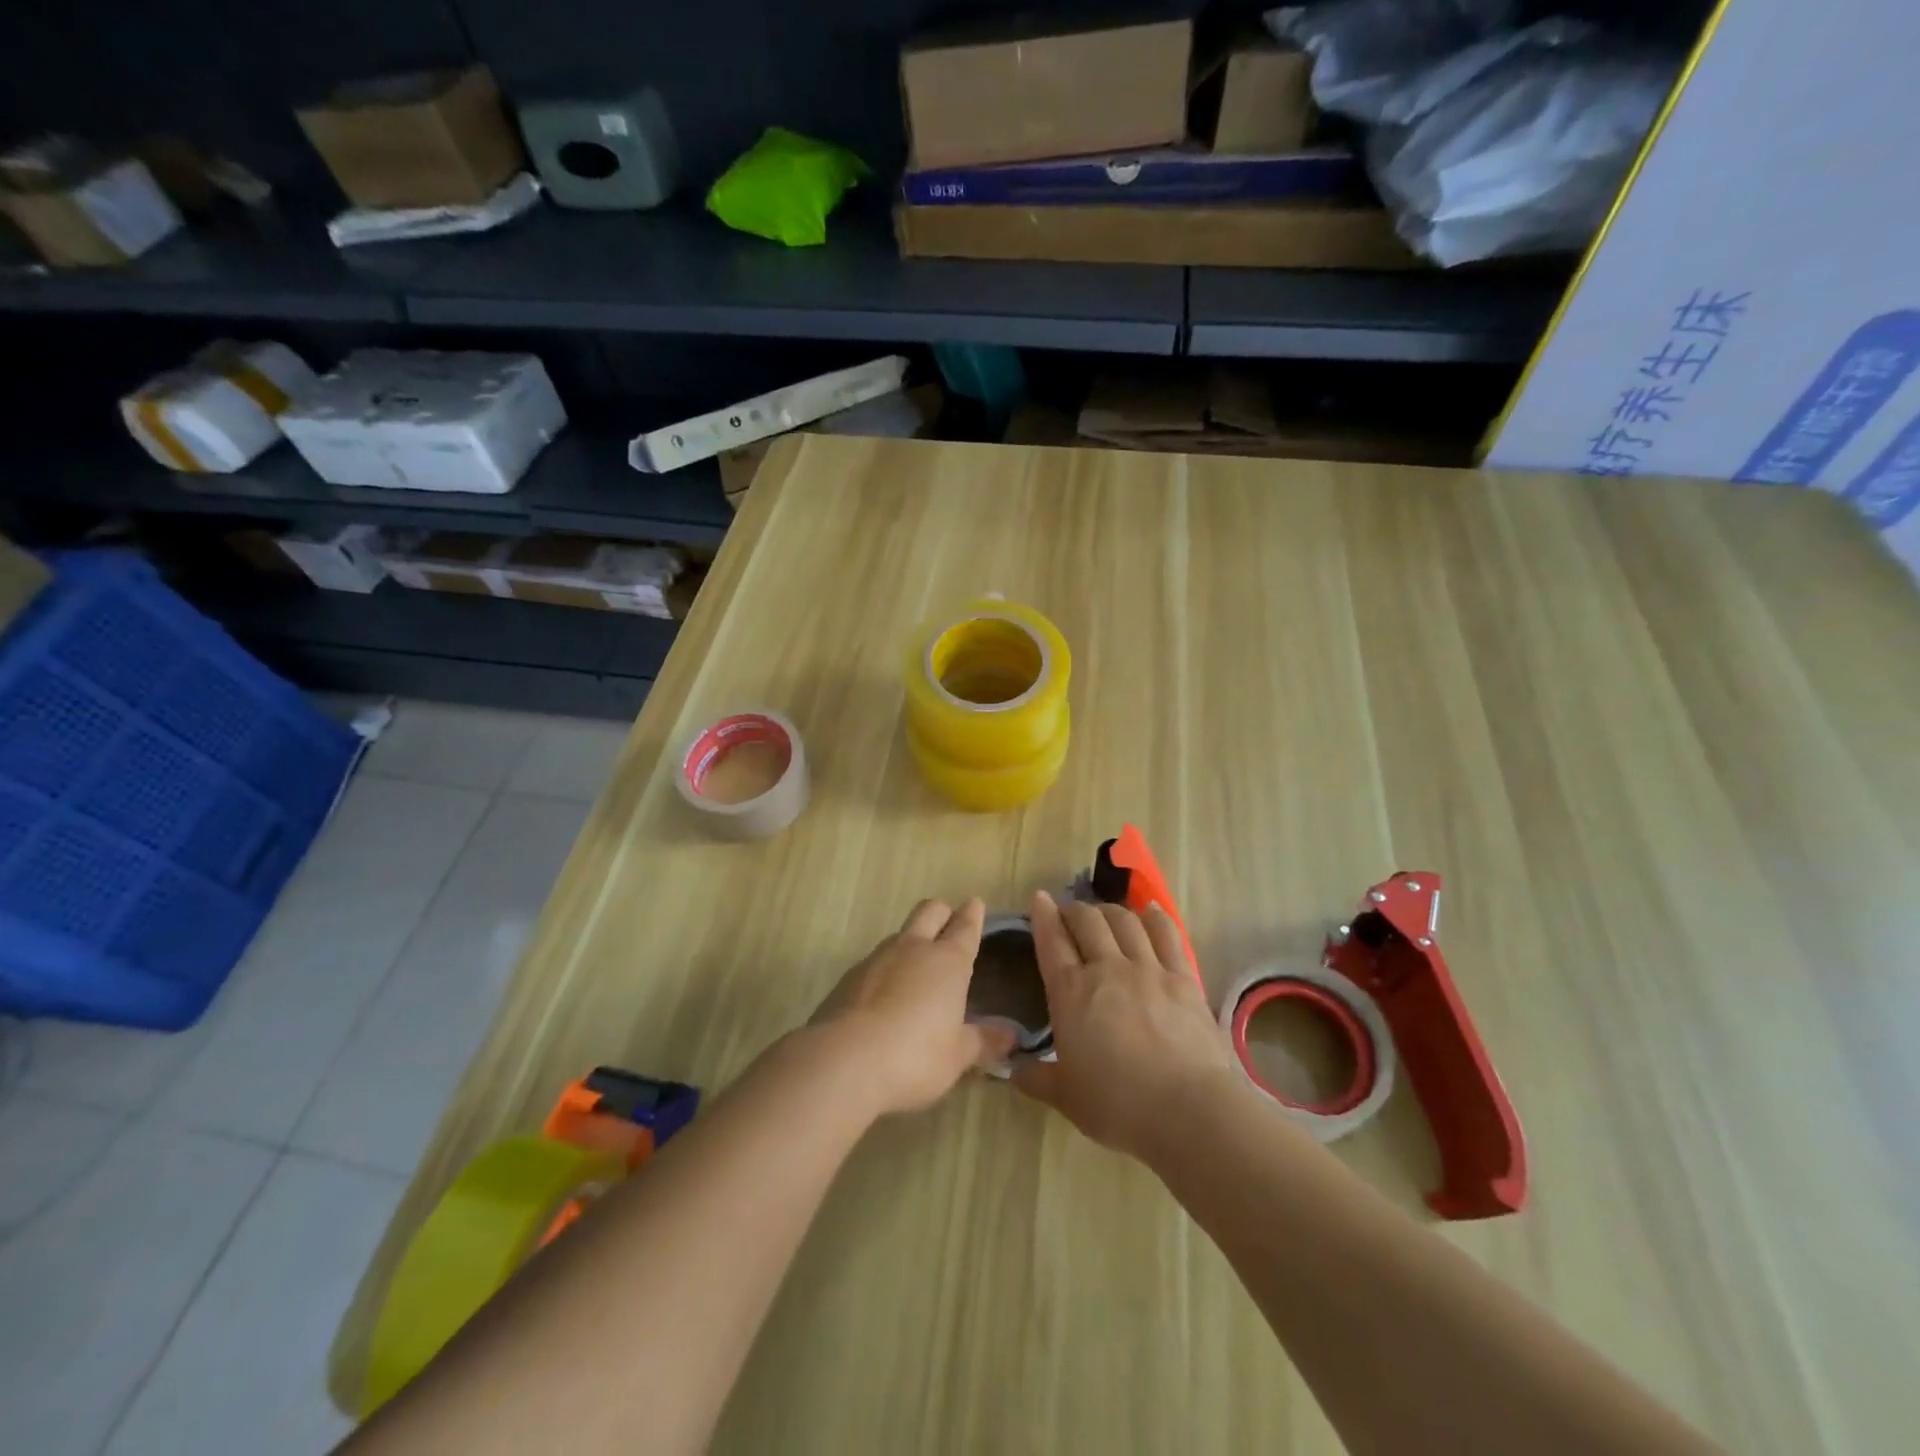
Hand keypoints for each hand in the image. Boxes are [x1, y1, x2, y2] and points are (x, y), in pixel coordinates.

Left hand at [810, 898, 1017, 1114]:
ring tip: (918, 969)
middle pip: (929, 910)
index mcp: (947, 961)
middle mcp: (913, 949)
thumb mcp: (957, 1056)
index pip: (965, 926)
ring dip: (911, 942)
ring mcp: (876, 959)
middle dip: (942, 912)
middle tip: (949, 924)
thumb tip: (1011, 1036)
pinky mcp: (848, 978)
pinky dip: (885, 971)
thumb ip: (984, 1042)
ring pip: (899, 934)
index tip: (975, 904)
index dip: (973, 914)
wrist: (842, 1061)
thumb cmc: (914, 1056)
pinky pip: (874, 962)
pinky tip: (885, 998)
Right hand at [1012, 890, 1236, 1160]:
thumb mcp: (1066, 1097)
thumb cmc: (1118, 1105)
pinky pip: (1166, 934)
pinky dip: (1154, 917)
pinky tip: (1148, 911)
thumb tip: (1011, 1070)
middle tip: (1069, 913)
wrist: (1188, 1109)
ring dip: (1109, 911)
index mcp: (1071, 993)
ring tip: (1104, 914)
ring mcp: (1148, 969)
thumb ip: (1036, 1078)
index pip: (1052, 942)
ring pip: (1124, 921)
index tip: (1040, 898)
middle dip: (1074, 910)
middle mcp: (1107, 968)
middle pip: (1087, 921)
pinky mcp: (1183, 978)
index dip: (1043, 916)